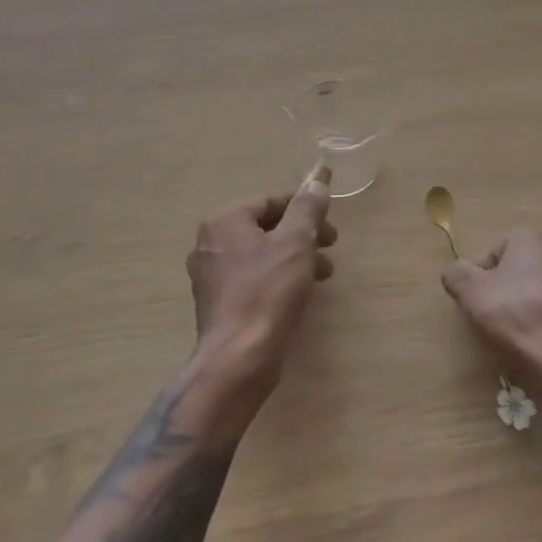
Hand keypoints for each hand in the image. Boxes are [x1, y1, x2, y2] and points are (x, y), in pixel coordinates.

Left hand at [186, 166, 336, 400]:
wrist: (237, 359)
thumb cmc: (267, 292)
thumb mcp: (296, 243)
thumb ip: (307, 209)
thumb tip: (316, 181)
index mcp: (224, 220)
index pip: (270, 200)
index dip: (303, 206)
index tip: (330, 221)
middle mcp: (210, 242)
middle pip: (265, 226)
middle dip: (302, 234)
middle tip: (330, 246)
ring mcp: (210, 275)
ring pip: (261, 254)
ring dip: (294, 257)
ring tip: (323, 274)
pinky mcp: (217, 303)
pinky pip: (252, 278)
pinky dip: (277, 278)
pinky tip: (299, 293)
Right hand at [441, 230, 541, 402]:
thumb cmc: (521, 319)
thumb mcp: (473, 295)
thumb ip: (457, 274)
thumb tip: (456, 271)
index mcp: (535, 237)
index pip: (497, 253)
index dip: (483, 280)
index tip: (481, 306)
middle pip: (527, 267)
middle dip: (514, 288)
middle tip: (502, 319)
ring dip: (539, 301)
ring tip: (528, 333)